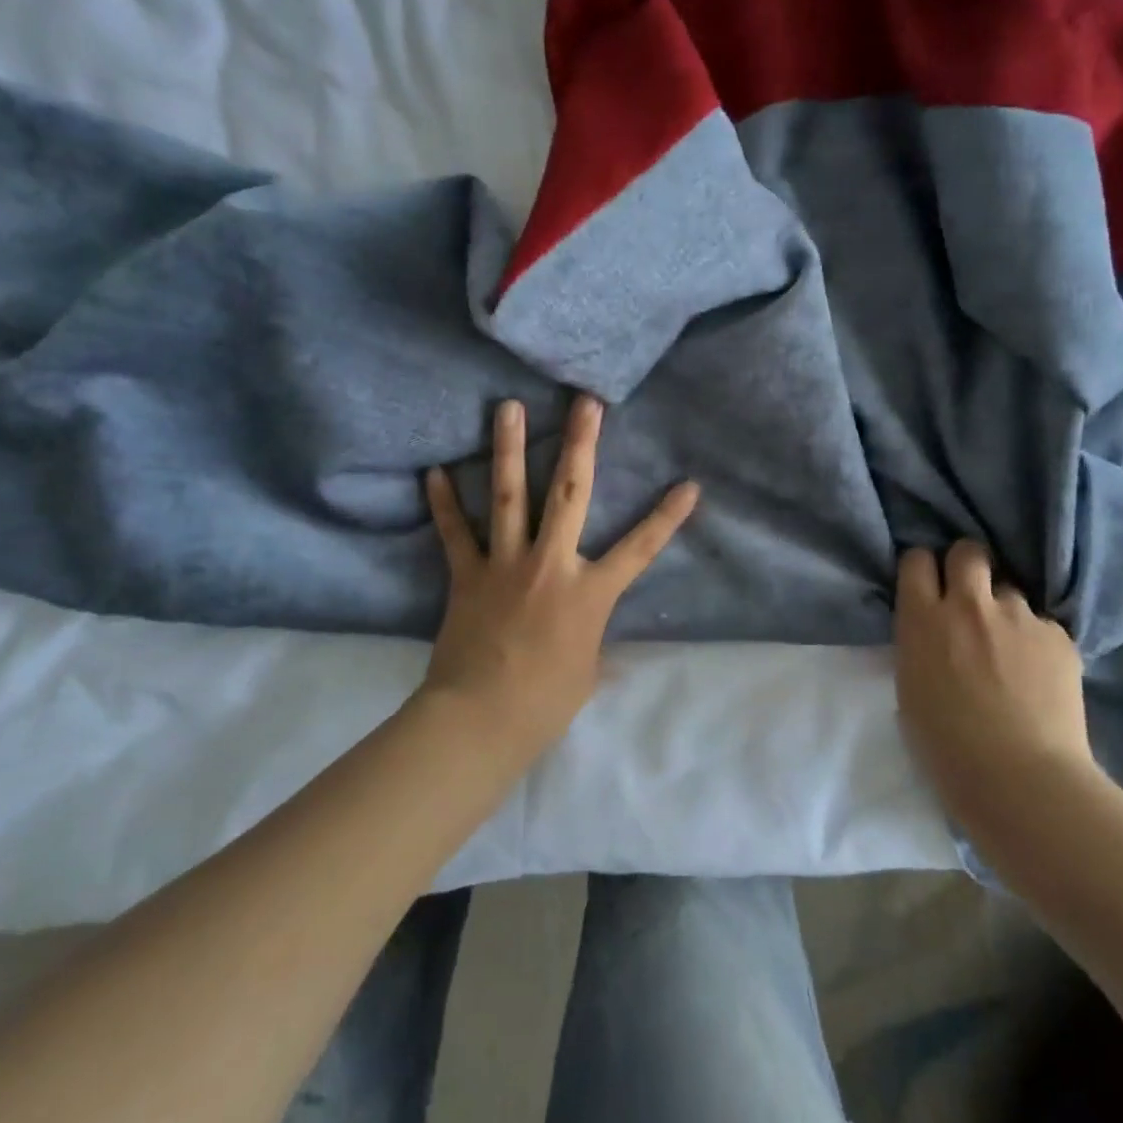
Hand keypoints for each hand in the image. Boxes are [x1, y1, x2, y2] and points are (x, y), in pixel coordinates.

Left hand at [420, 394, 699, 753]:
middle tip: (585, 403)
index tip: (689, 485)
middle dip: (580, 444)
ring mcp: (505, 564)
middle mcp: (551, 564)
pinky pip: (454, 532)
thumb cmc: (544, 703)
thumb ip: (592, 640)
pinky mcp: (467, 575)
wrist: (480, 720)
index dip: (668, 517)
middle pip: (570, 493)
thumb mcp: (586, 671)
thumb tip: (593, 636)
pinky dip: (444, 502)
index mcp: (590, 592)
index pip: (640, 548)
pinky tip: (434, 470)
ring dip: (510, 448)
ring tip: (508, 407)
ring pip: (509, 495)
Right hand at [893, 541, 1096, 823]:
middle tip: (969, 594)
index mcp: (923, 618)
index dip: (923, 568)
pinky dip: (1036, 641)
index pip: (917, 559)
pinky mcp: (1058, 636)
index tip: (928, 585)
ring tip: (1011, 647)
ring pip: (1009, 590)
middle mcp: (969, 604)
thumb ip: (920, 644)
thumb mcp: (910, 686)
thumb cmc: (946, 746)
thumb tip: (934, 631)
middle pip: (968, 552)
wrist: (1020, 779)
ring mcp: (1018, 616)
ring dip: (1005, 610)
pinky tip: (1039, 675)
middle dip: (967, 565)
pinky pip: (1042, 624)